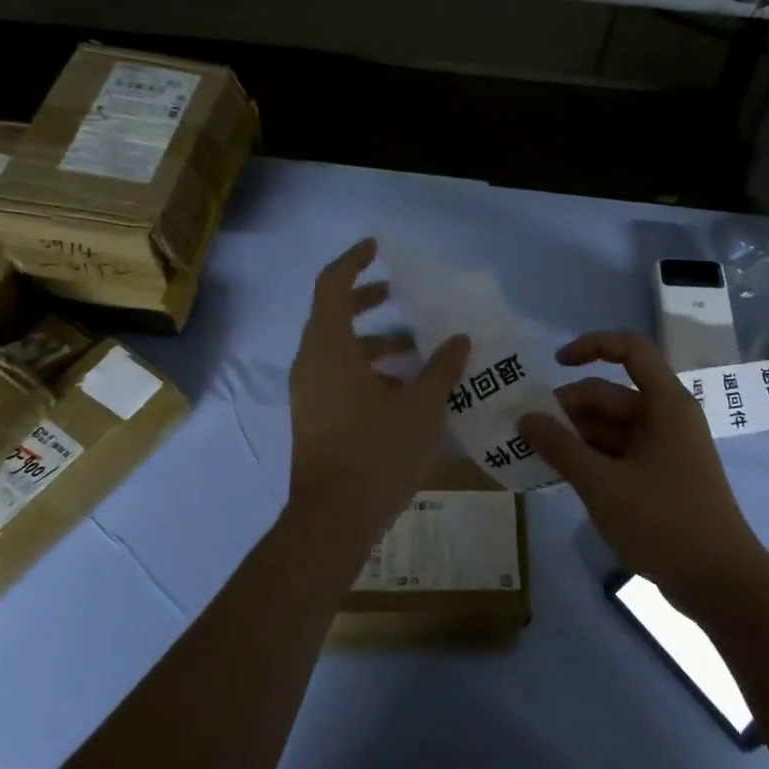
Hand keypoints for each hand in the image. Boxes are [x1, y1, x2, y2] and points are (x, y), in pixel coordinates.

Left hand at [288, 239, 469, 550]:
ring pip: (339, 350)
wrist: (333, 519)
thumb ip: (442, 368)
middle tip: (402, 295)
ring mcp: (309, 393)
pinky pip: (339, 376)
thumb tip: (459, 339)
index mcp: (329, 348)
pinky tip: (405, 389)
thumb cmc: (377, 453)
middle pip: (334, 315)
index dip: (354, 261)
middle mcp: (312, 363)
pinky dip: (368, 370)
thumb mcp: (422, 407)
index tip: (378, 249)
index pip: (332, 284)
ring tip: (418, 348)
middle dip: (368, 301)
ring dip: (375, 342)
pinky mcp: (315, 417)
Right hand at [519, 331, 768, 615]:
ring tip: (533, 455)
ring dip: (575, 437)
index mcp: (665, 404)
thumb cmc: (664, 522)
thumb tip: (525, 419)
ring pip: (611, 428)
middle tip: (525, 430)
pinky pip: (619, 454)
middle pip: (612, 395)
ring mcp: (665, 450)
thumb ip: (559, 447)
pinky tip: (560, 476)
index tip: (553, 364)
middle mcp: (667, 418)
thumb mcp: (602, 484)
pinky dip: (591, 460)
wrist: (720, 582)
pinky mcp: (661, 478)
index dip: (591, 346)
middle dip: (568, 408)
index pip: (630, 349)